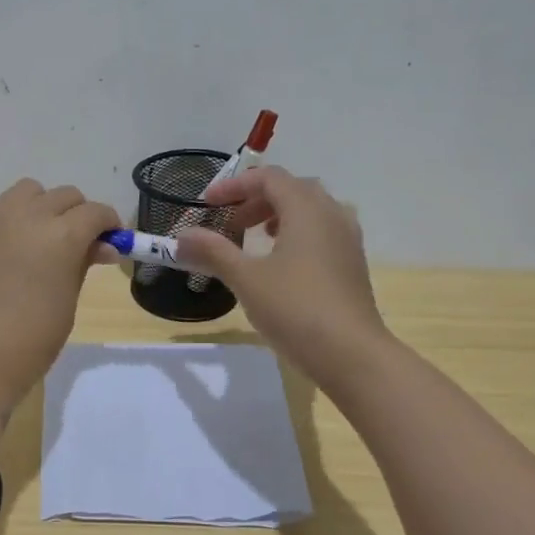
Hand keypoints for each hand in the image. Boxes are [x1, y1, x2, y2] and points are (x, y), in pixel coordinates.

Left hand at [0, 179, 119, 446]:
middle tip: (71, 243)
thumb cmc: (30, 342)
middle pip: (63, 196)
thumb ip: (83, 265)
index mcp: (62, 235)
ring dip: (35, 208)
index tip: (108, 241)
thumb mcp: (67, 302)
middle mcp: (27, 215)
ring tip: (29, 238)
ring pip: (24, 191)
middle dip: (75, 215)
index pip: (96, 212)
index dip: (107, 225)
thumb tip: (103, 247)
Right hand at [175, 167, 392, 389]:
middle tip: (230, 223)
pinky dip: (297, 234)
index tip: (207, 204)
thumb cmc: (296, 309)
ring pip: (310, 210)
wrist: (352, 355)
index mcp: (306, 209)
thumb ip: (213, 252)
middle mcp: (332, 214)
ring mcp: (347, 240)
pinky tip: (282, 264)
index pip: (268, 178)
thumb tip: (181, 236)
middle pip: (291, 189)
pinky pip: (322, 232)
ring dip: (278, 215)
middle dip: (256, 200)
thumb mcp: (246, 279)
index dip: (234, 185)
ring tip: (255, 238)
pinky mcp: (353, 264)